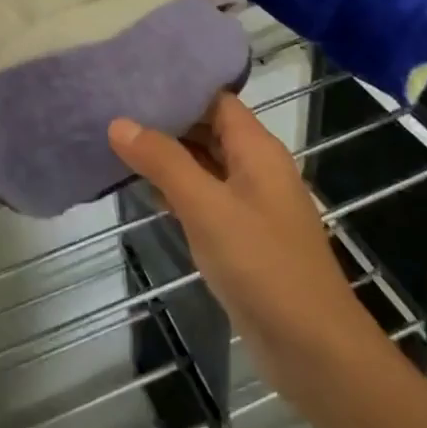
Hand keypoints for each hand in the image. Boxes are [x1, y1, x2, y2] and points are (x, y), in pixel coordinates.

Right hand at [109, 94, 378, 403]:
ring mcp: (250, 204)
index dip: (178, 87)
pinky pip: (204, 198)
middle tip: (113, 106)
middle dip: (165, 120)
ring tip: (116, 139)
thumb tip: (119, 122)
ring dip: (166, 155)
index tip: (133, 78)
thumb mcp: (206, 207)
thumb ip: (163, 162)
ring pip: (203, 165)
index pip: (215, 99)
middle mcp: (255, 168)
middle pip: (207, 129)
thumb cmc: (262, 266)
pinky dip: (175, 189)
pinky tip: (141, 187)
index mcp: (256, 149)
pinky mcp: (242, 237)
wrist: (313, 349)